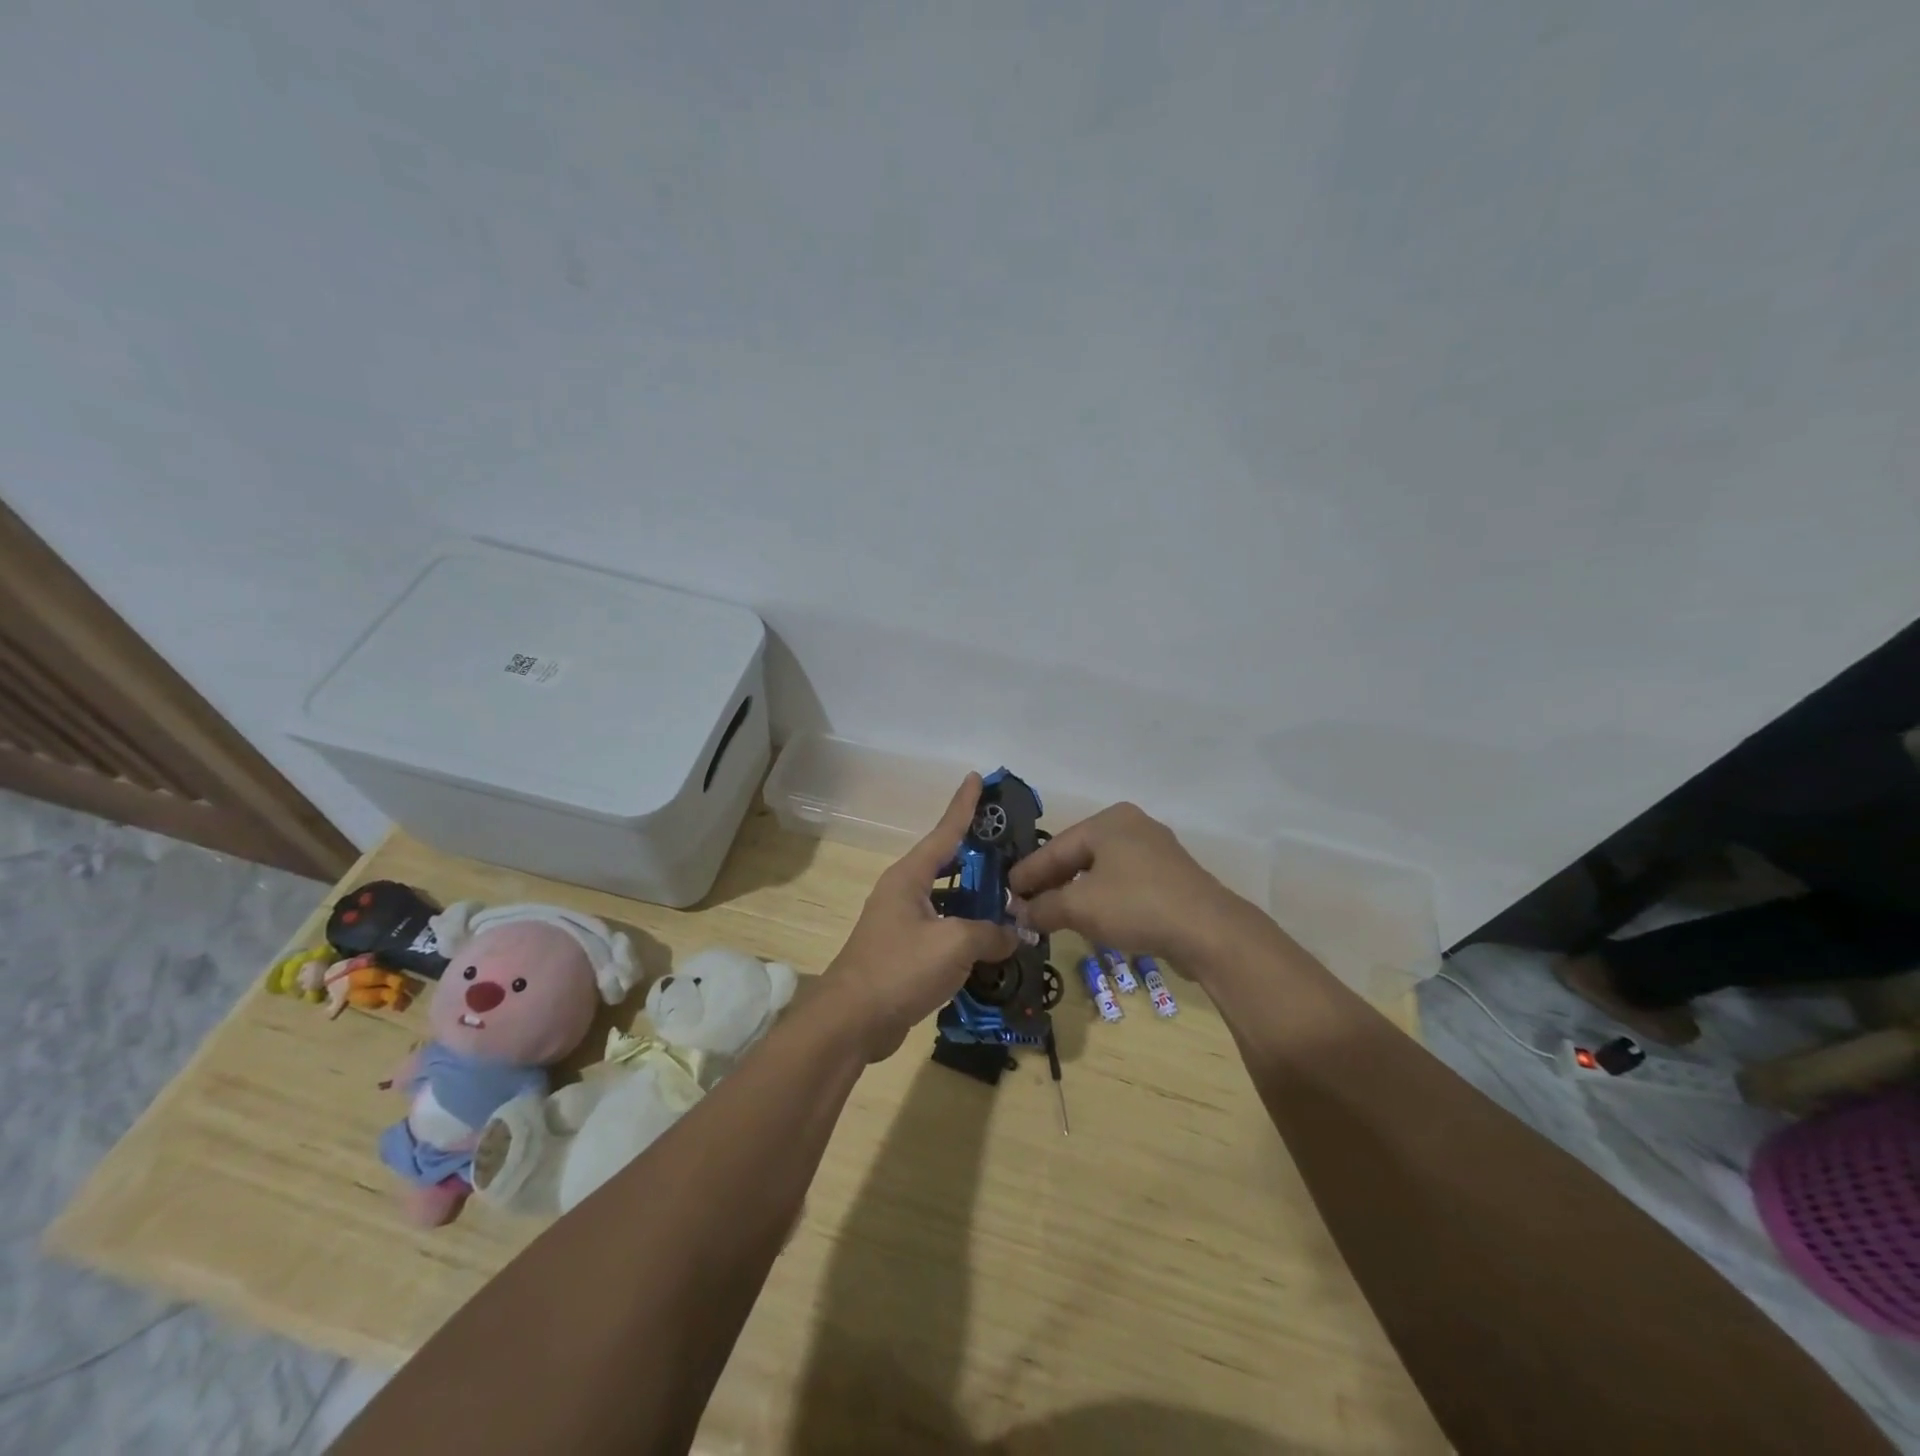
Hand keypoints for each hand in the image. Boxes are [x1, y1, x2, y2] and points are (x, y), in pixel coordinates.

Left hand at [818, 775, 1019, 1062]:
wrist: (852, 1021)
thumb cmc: (900, 968)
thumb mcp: (954, 944)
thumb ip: (990, 933)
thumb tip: (1014, 933)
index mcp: (910, 877)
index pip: (945, 831)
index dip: (964, 805)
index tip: (978, 777)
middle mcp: (904, 892)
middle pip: (949, 865)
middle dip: (980, 858)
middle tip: (1014, 849)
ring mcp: (902, 923)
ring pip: (948, 901)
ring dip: (977, 901)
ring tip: (1013, 899)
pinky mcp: (905, 953)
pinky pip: (944, 931)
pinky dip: (967, 932)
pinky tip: (993, 943)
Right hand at [1008, 802, 1255, 969]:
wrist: (1209, 931)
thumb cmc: (1136, 906)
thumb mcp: (1080, 907)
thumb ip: (1043, 907)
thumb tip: (1019, 914)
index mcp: (1108, 821)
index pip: (1055, 847)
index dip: (1028, 873)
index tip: (1006, 892)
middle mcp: (1131, 826)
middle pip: (1078, 855)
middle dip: (1051, 882)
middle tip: (1025, 904)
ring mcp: (1155, 850)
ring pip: (1101, 870)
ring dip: (1075, 892)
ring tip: (1052, 912)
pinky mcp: (1170, 876)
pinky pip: (1123, 882)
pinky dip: (1101, 897)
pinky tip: (1090, 917)